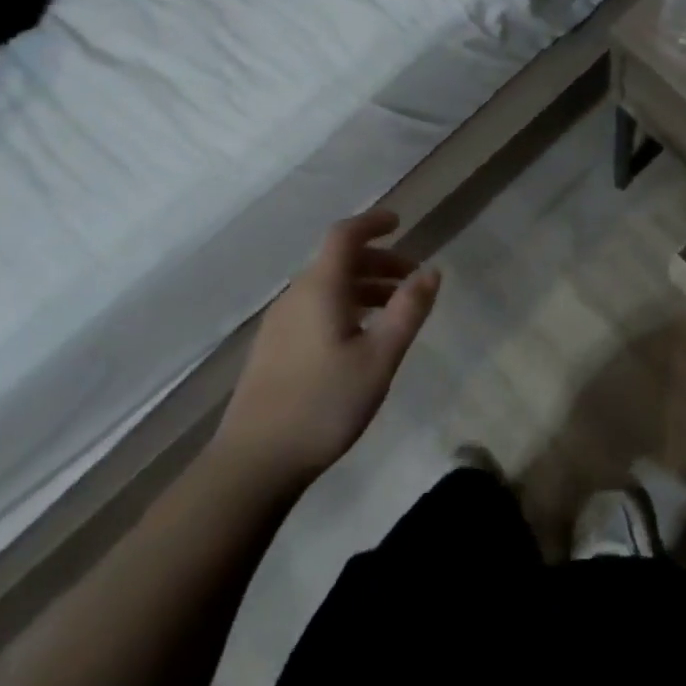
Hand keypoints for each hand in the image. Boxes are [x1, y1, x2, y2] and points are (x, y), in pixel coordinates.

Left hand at [210, 210, 440, 486]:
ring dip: (364, 286)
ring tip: (395, 309)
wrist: (253, 462)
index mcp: (320, 289)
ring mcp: (280, 324)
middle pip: (339, 261)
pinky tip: (361, 337)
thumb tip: (431, 270)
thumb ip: (408, 310)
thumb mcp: (379, 357)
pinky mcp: (274, 349)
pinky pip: (316, 308)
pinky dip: (346, 306)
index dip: (372, 222)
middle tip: (412, 278)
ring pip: (328, 287)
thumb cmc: (324, 404)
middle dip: (379, 261)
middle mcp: (296, 297)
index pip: (345, 236)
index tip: (399, 222)